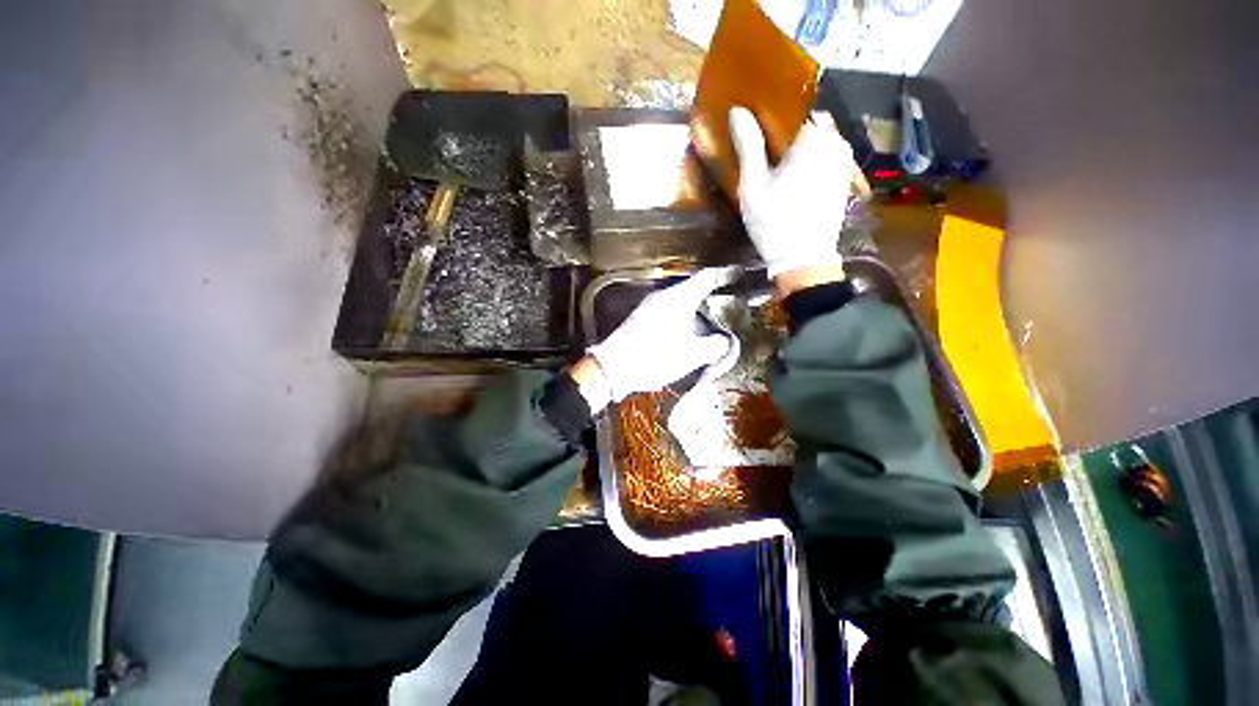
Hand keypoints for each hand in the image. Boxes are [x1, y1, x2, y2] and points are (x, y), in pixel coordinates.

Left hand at [587, 268, 737, 402]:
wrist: (613, 368)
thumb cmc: (655, 357)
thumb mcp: (692, 354)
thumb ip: (715, 346)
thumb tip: (726, 342)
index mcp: (678, 297)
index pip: (707, 277)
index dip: (726, 274)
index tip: (739, 273)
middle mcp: (663, 296)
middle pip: (694, 290)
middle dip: (712, 296)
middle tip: (730, 305)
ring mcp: (650, 307)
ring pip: (681, 303)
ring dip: (697, 311)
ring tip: (712, 324)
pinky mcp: (642, 320)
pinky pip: (670, 313)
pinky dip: (684, 320)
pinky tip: (689, 336)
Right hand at [729, 107, 855, 280]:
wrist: (804, 259)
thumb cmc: (774, 221)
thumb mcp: (753, 185)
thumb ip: (749, 145)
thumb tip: (738, 111)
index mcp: (813, 137)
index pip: (790, 109)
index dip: (769, 116)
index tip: (752, 127)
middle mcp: (835, 141)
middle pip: (805, 125)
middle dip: (783, 134)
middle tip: (760, 151)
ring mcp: (844, 161)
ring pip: (816, 142)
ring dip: (796, 148)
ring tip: (773, 166)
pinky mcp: (843, 179)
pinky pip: (824, 158)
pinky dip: (808, 161)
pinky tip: (790, 180)